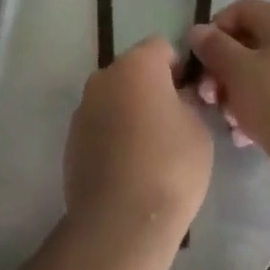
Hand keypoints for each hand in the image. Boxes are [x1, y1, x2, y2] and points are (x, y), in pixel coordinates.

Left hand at [65, 36, 212, 252]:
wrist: (121, 223)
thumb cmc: (170, 166)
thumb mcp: (199, 128)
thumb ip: (189, 102)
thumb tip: (179, 98)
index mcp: (136, 65)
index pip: (162, 47)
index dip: (179, 68)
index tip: (191, 96)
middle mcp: (104, 77)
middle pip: (134, 71)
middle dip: (152, 88)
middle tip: (174, 122)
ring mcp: (83, 109)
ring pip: (114, 98)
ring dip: (130, 111)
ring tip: (150, 149)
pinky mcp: (71, 141)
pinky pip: (100, 125)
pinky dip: (114, 135)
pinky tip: (129, 168)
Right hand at [189, 0, 269, 170]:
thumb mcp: (237, 69)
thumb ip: (213, 46)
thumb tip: (198, 31)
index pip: (238, 10)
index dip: (214, 31)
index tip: (200, 60)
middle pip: (245, 43)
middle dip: (220, 69)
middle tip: (208, 96)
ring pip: (255, 74)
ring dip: (233, 94)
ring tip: (227, 119)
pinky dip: (252, 111)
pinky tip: (242, 135)